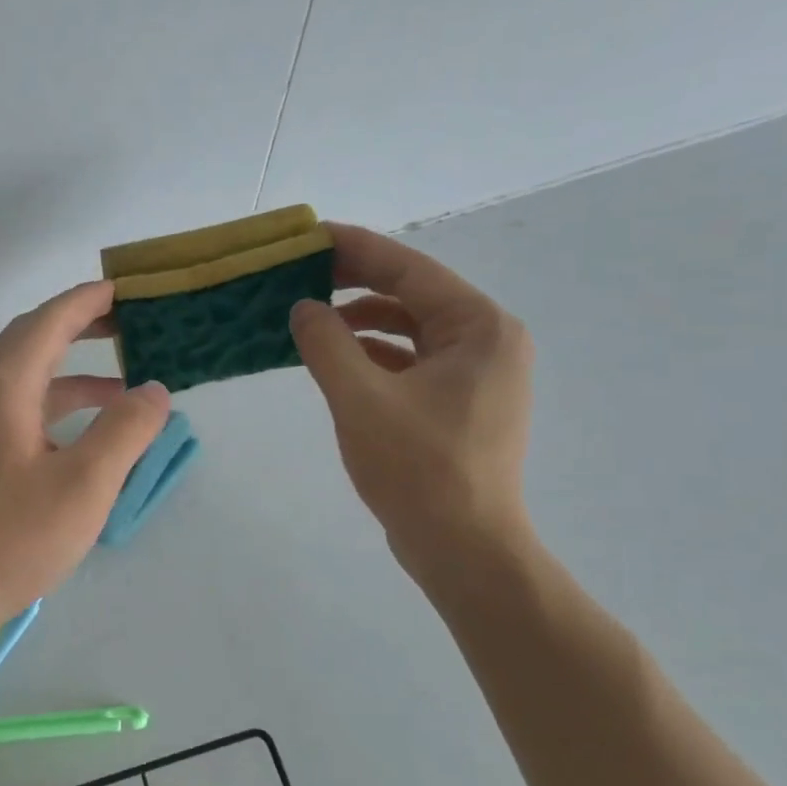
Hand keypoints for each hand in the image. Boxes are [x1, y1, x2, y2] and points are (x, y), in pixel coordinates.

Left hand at [0, 281, 169, 639]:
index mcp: (2, 387)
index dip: (86, 301)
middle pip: (31, 342)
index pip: (47, 322)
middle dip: (78, 327)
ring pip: (25, 381)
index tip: (124, 290)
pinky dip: (56, 409)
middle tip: (128, 325)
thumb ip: (125, 431)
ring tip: (124, 388)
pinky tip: (84, 436)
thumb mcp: (84, 485)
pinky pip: (18, 412)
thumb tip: (154, 391)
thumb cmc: (11, 538)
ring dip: (72, 375)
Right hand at [289, 223, 534, 581]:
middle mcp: (486, 341)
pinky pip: (410, 362)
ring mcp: (475, 375)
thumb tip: (302, 308)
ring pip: (409, 330)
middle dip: (354, 284)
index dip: (355, 249)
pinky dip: (373, 356)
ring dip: (360, 322)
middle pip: (411, 295)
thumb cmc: (418, 469)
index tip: (309, 236)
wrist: (462, 548)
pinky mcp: (458, 404)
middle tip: (300, 276)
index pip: (408, 269)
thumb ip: (327, 344)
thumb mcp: (360, 400)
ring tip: (309, 320)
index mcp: (478, 328)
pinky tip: (335, 361)